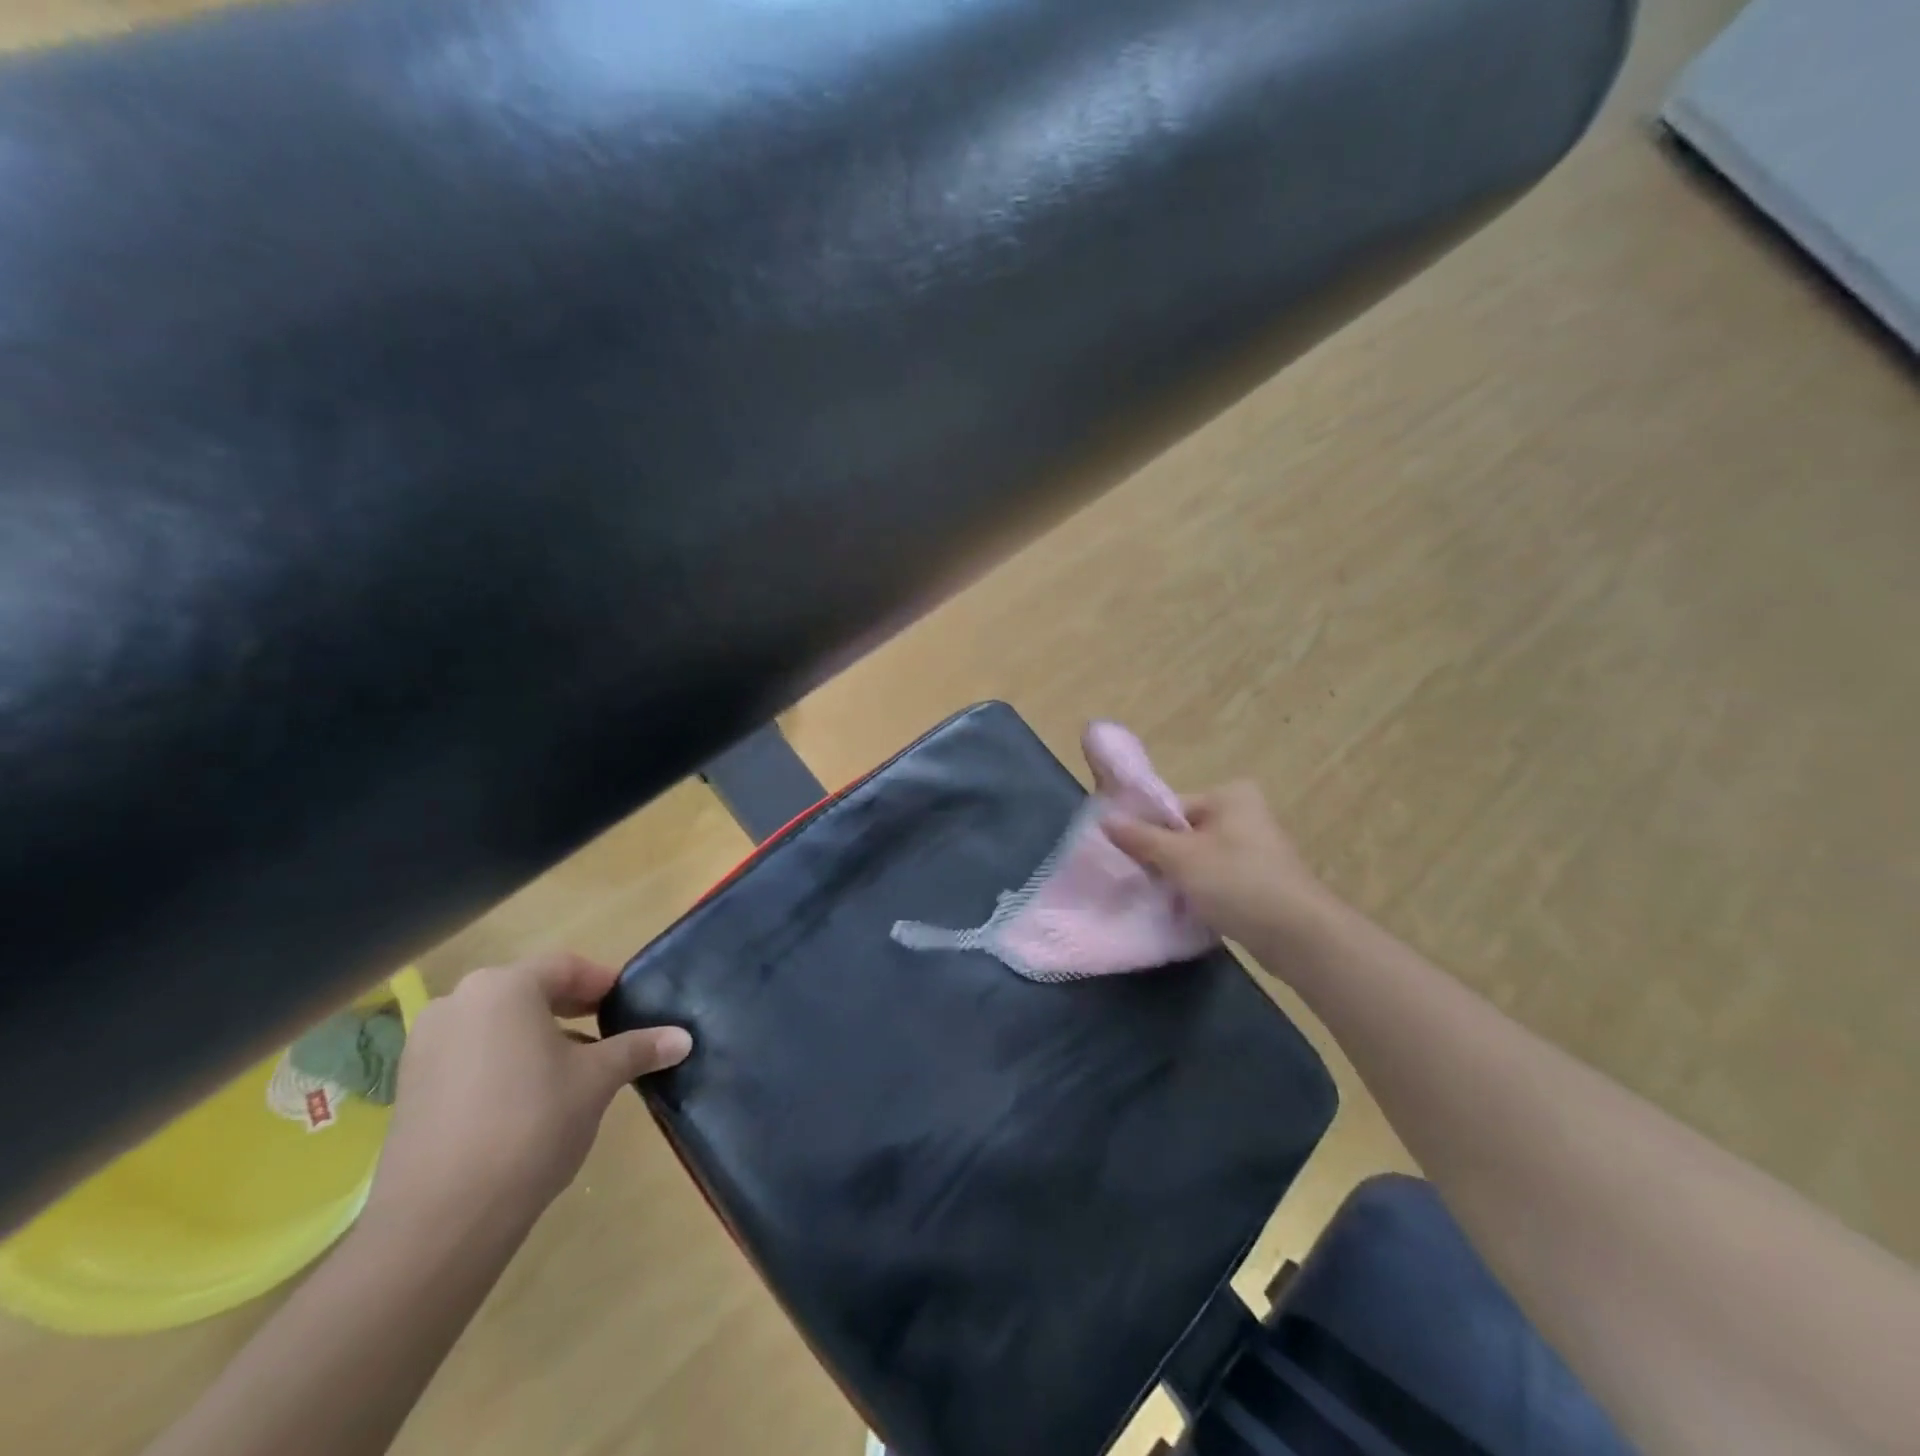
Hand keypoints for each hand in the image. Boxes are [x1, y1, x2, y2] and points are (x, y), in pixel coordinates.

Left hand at [366, 952, 690, 1232]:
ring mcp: (425, 1045)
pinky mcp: (410, 1087)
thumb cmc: (532, 1123)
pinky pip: (471, 1055)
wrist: (441, 1218)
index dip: (604, 983)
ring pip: (498, 1025)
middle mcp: (458, 1003)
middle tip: (609, 1033)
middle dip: (572, 1009)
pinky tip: (528, 1099)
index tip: (630, 1005)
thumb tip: (683, 1038)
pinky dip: (504, 1062)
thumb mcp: (598, 1080)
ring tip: (573, 1070)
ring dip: (538, 1037)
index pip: (566, 967)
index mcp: (504, 987)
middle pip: (529, 991)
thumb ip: (639, 1049)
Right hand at [1106, 780, 1330, 947]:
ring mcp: (1254, 849)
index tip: (1124, 856)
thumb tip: (1104, 819)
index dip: (1145, 831)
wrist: (1300, 936)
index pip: (1171, 807)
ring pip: (1197, 858)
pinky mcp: (1258, 880)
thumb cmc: (1237, 883)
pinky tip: (1184, 909)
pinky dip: (1198, 891)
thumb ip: (1141, 838)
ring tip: (1159, 896)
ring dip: (1178, 876)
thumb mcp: (1180, 858)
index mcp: (1230, 796)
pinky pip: (1215, 878)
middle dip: (1160, 856)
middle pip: (1183, 832)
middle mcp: (1244, 814)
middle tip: (1138, 878)